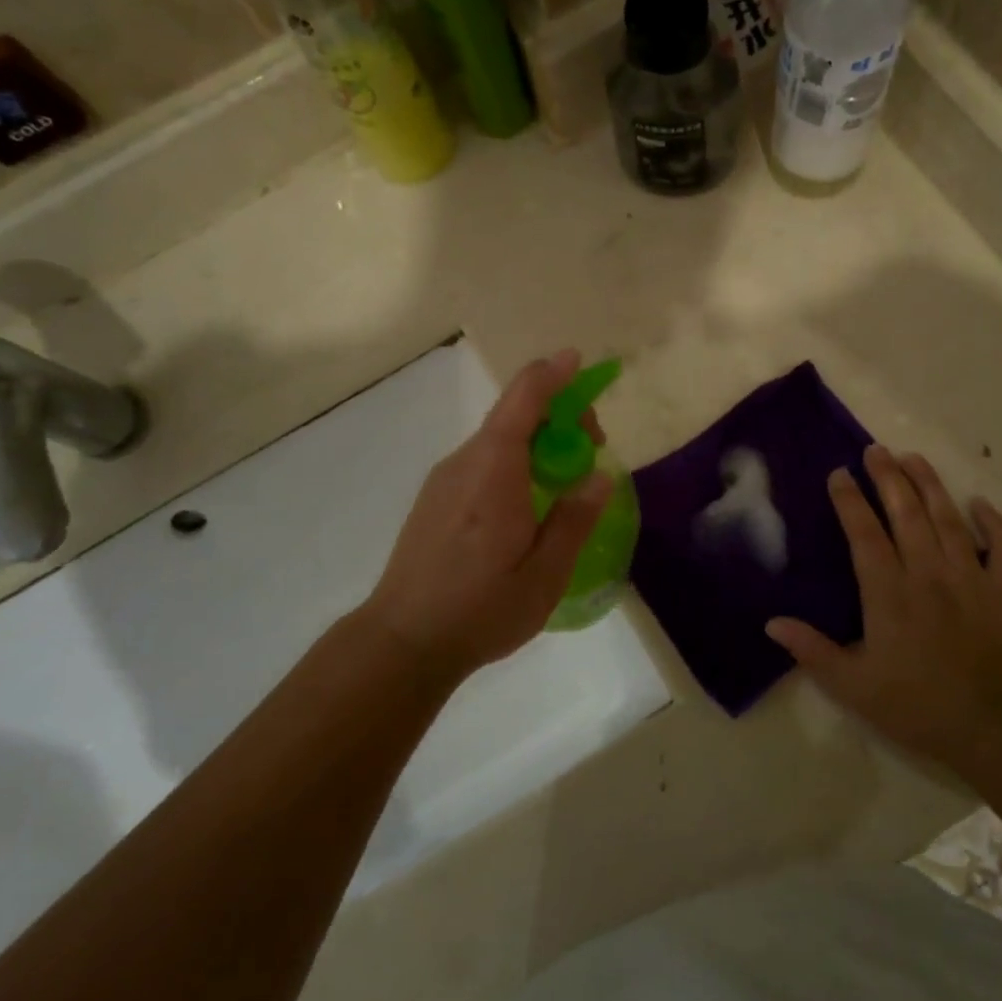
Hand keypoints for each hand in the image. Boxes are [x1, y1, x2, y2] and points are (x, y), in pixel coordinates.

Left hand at [359, 350, 612, 685]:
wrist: (402, 640)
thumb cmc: (479, 609)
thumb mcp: (544, 574)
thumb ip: (574, 520)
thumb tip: (599, 476)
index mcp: (494, 470)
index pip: (523, 399)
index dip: (553, 374)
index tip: (579, 361)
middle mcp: (465, 462)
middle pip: (514, 416)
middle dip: (558, 418)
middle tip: (590, 455)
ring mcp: (444, 479)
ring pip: (498, 440)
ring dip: (537, 444)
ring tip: (564, 486)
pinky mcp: (435, 499)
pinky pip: (482, 462)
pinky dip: (514, 462)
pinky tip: (527, 506)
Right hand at [766, 445, 1001, 760]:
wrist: (997, 730)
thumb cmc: (917, 706)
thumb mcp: (852, 686)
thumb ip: (812, 650)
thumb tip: (771, 623)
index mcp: (888, 591)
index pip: (864, 533)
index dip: (850, 501)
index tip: (838, 473)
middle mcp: (928, 572)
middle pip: (906, 513)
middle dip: (888, 477)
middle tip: (875, 450)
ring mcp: (972, 578)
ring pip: (949, 519)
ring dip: (930, 485)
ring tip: (914, 457)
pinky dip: (993, 523)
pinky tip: (980, 504)